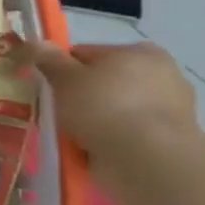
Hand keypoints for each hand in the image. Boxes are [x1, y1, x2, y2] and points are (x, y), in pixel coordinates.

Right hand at [24, 41, 197, 204]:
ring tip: (70, 134)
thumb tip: (36, 43)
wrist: (147, 162)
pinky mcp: (167, 143)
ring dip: (94, 120)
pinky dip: (108, 141)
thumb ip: (49, 60)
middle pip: (105, 83)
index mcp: (141, 53)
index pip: (90, 54)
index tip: (49, 84)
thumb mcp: (66, 78)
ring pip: (114, 110)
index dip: (65, 67)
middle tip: (57, 110)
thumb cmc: (105, 107)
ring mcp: (169, 113)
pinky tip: (89, 150)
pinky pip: (125, 135)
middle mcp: (163, 77)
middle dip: (82, 96)